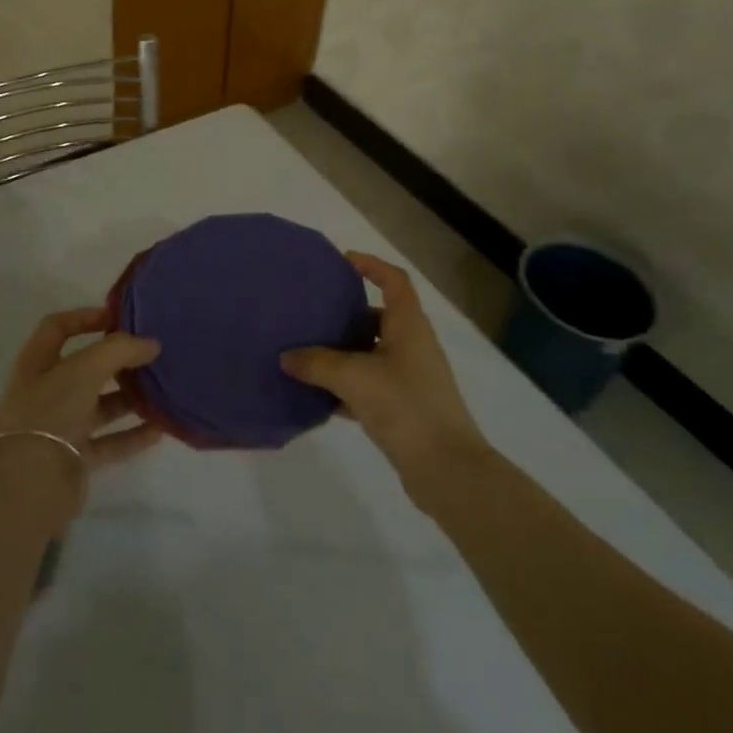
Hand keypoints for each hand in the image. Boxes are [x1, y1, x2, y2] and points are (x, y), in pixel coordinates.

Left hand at [0, 308, 164, 470]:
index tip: (119, 317)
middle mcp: (47, 391)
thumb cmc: (50, 411)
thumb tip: (152, 344)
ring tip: (162, 389)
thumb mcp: (84, 369)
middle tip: (151, 354)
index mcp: (38, 363)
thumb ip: (120, 350)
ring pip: (100, 405)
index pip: (58, 327)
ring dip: (129, 398)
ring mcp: (61, 426)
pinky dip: (133, 435)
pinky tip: (160, 429)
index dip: (85, 317)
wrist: (27, 484)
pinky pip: (110, 442)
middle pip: (86, 368)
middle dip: (117, 360)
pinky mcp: (75, 458)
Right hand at [280, 253, 492, 491]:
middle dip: (346, 313)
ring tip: (306, 351)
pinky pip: (370, 385)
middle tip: (311, 312)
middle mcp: (413, 345)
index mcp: (409, 325)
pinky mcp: (404, 407)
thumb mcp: (354, 377)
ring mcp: (410, 378)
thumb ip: (317, 363)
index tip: (341, 262)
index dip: (371, 265)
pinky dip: (346, 386)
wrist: (446, 470)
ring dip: (342, 352)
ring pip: (371, 353)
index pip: (394, 280)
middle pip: (378, 316)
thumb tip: (286, 357)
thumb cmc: (405, 405)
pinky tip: (318, 396)